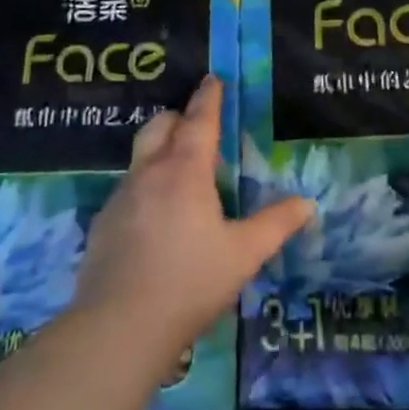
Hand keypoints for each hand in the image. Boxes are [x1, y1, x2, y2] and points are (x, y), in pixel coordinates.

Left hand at [76, 76, 312, 355]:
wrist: (117, 329)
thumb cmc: (189, 282)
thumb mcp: (243, 254)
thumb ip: (275, 225)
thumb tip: (307, 204)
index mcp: (185, 172)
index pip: (199, 121)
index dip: (208, 98)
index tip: (212, 79)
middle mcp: (148, 174)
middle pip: (159, 126)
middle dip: (178, 118)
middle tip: (198, 128)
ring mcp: (120, 198)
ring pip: (140, 158)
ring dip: (160, 153)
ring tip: (181, 177)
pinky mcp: (101, 225)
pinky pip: (127, 190)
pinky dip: (145, 189)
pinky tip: (155, 222)